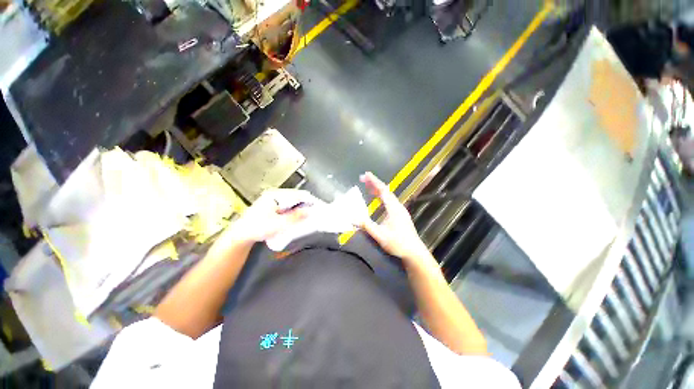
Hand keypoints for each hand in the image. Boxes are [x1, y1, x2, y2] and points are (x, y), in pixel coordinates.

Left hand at [230, 189, 316, 243]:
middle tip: (314, 214)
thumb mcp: (279, 224)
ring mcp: (273, 200)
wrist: (241, 235)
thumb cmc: (258, 228)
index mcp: (276, 195)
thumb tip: (311, 211)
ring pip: (292, 202)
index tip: (318, 208)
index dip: (309, 201)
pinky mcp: (272, 206)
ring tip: (308, 217)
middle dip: (305, 205)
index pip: (298, 194)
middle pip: (296, 197)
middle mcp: (275, 194)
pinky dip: (294, 212)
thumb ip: (296, 217)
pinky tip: (297, 218)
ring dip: (300, 209)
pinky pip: (287, 207)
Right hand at [359, 172, 432, 266]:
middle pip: (385, 191)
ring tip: (368, 187)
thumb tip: (353, 218)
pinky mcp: (401, 215)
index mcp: (393, 208)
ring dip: (378, 190)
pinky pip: (389, 201)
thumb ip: (367, 226)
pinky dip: (381, 197)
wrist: (415, 252)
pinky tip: (377, 200)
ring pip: (388, 196)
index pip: (383, 190)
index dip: (374, 181)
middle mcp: (397, 206)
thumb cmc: (398, 243)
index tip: (365, 174)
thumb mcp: (380, 235)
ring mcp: (400, 210)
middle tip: (363, 179)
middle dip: (374, 184)